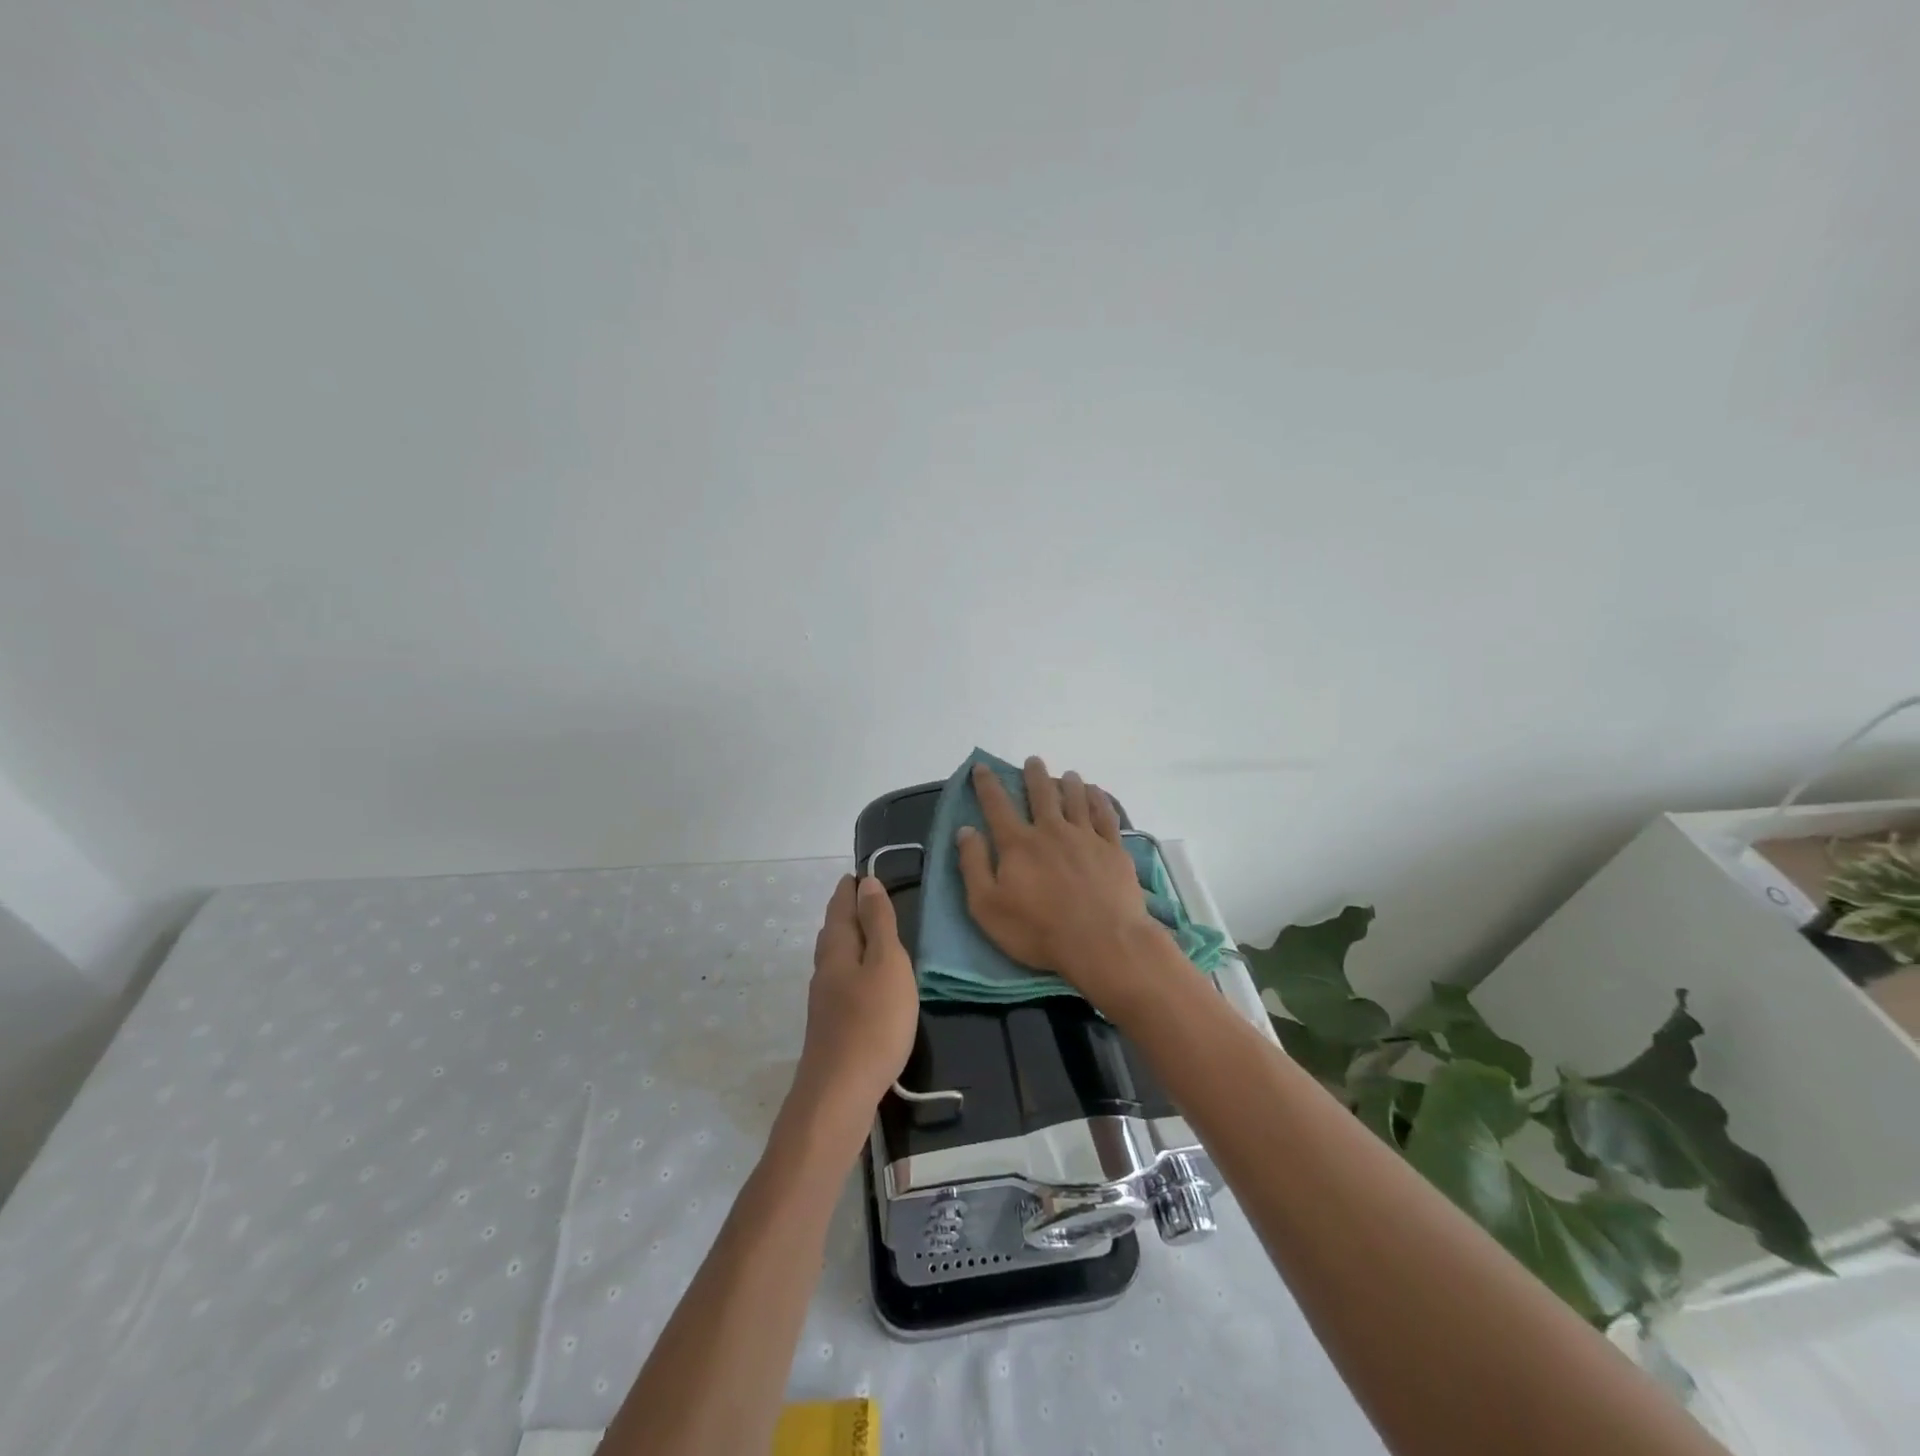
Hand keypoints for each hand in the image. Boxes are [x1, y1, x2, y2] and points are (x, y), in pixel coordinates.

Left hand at [796, 874, 918, 1113]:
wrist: (840, 1094)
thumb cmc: (872, 1022)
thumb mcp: (887, 964)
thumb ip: (879, 924)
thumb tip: (866, 882)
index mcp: (839, 950)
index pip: (841, 908)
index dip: (849, 890)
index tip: (858, 874)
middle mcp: (825, 970)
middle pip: (833, 931)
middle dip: (845, 911)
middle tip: (860, 895)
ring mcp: (824, 1000)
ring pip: (834, 957)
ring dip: (847, 938)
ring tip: (863, 932)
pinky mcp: (830, 1026)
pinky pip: (840, 980)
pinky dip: (851, 966)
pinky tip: (861, 981)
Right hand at [957, 756, 1168, 1008]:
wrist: (1102, 942)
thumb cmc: (1038, 931)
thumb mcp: (987, 906)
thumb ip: (974, 866)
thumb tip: (964, 830)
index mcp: (1018, 844)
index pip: (997, 805)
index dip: (987, 784)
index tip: (981, 766)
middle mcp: (1051, 831)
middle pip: (1041, 794)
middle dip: (1034, 775)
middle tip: (1033, 761)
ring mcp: (1085, 837)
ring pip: (1075, 799)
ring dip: (1069, 783)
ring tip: (1067, 774)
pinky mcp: (1113, 849)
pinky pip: (1105, 815)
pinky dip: (1099, 799)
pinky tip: (1096, 792)